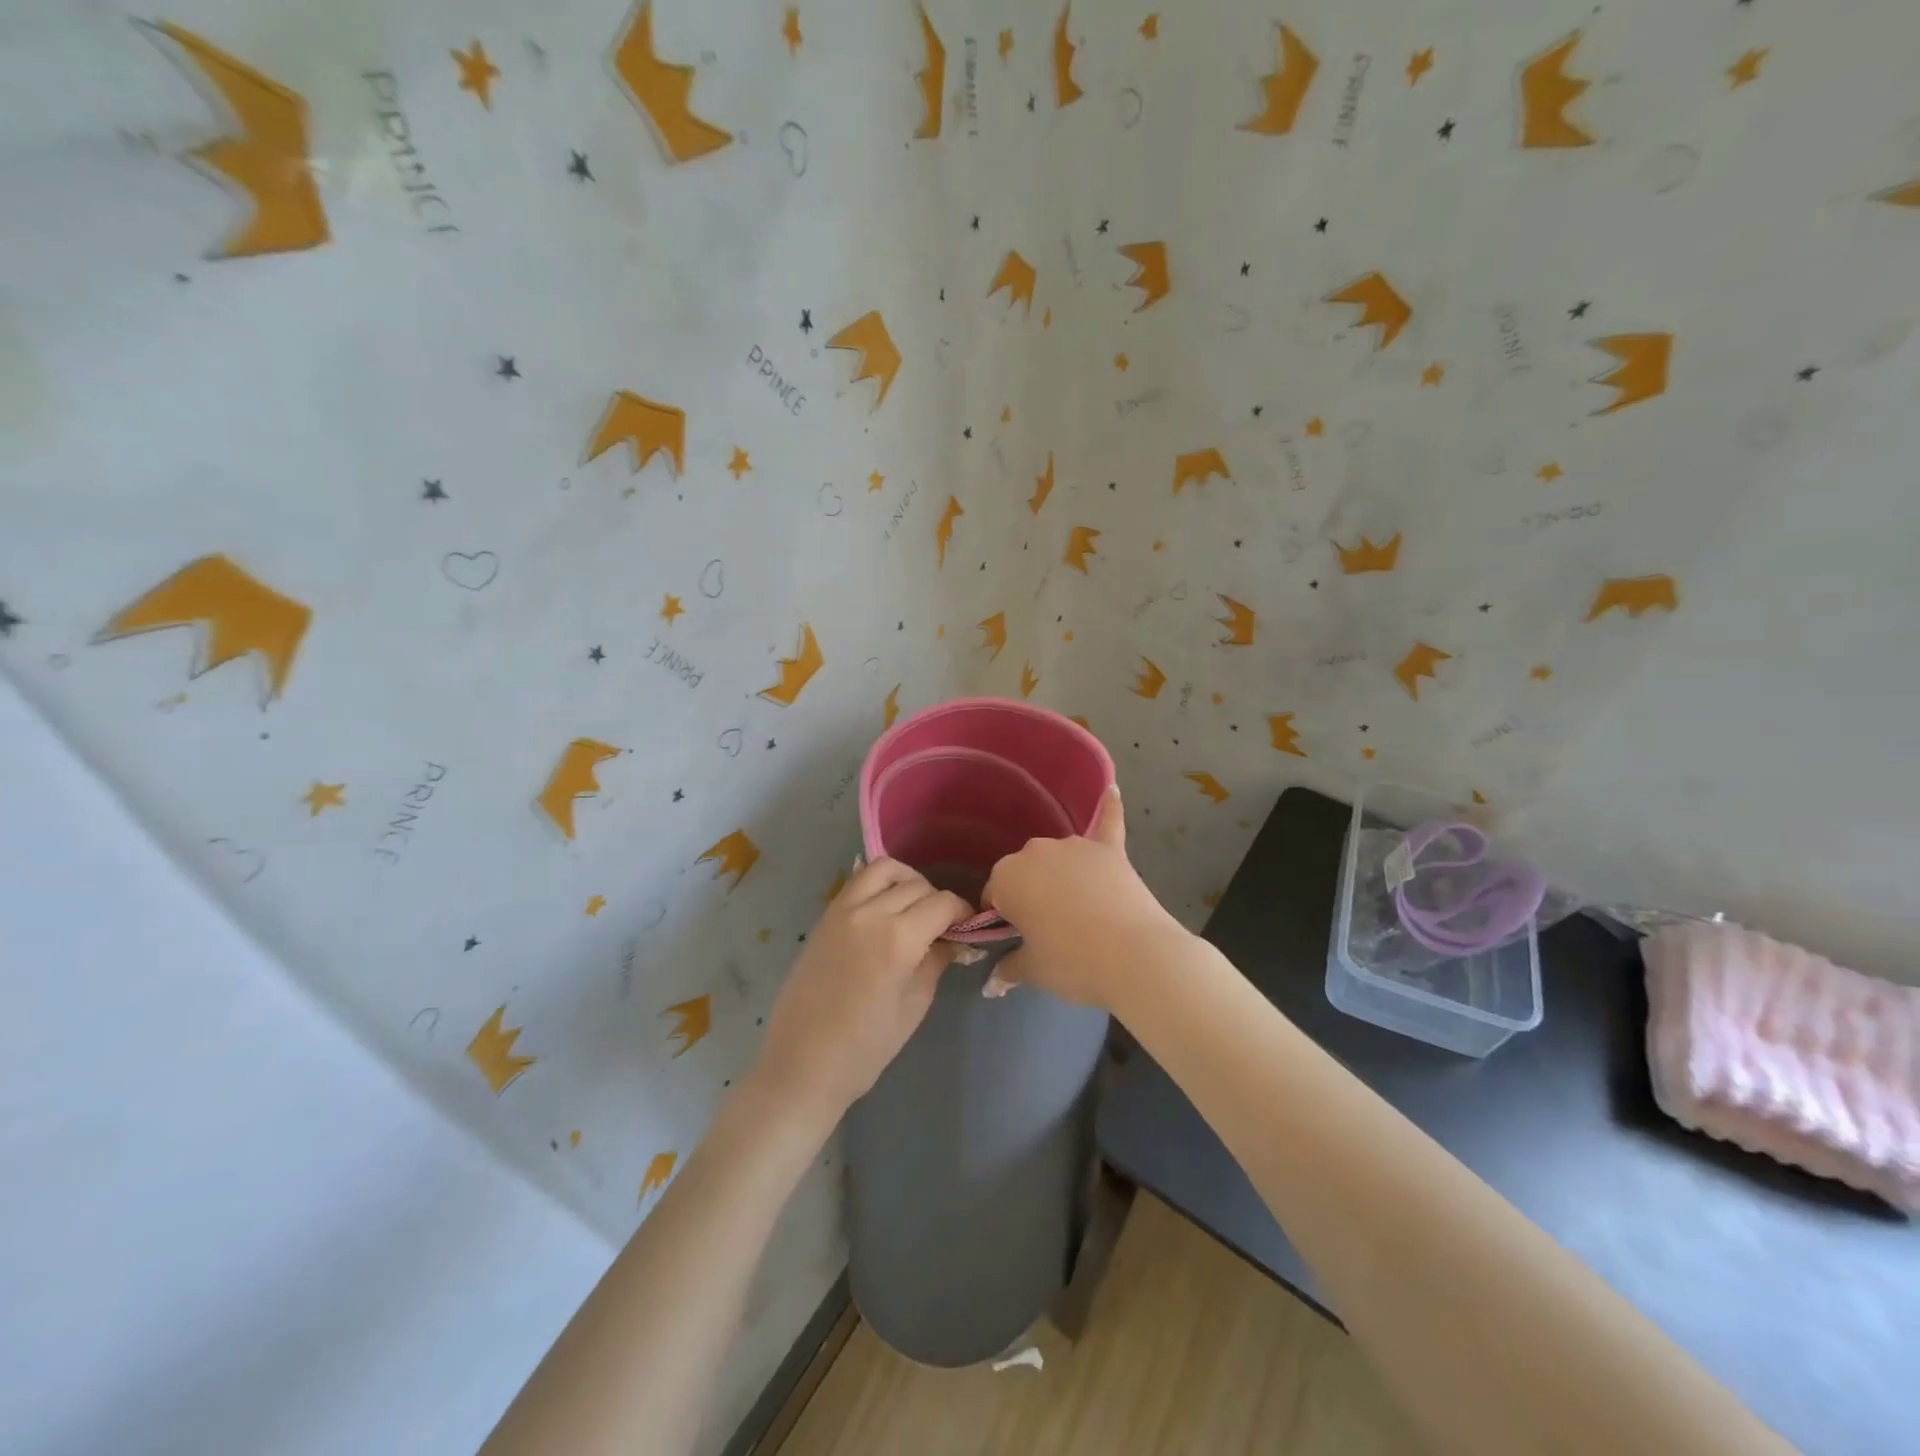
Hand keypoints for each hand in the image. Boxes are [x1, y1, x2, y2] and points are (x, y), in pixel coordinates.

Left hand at [752, 858, 971, 1125]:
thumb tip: (954, 940)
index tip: (968, 926)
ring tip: (914, 907)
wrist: (801, 1064)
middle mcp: (870, 913)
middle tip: (944, 925)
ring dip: (906, 880)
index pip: (942, 903)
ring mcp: (842, 910)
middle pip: (916, 884)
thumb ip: (936, 962)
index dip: (962, 911)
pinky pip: (857, 882)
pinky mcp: (824, 916)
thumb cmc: (865, 1048)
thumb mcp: (914, 1006)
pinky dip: (878, 884)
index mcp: (898, 939)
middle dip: (937, 899)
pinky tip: (886, 909)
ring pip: (883, 869)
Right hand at [981, 785, 1188, 1007]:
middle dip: (1030, 894)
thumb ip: (1009, 967)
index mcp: (1007, 877)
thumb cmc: (1073, 963)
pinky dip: (1109, 809)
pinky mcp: (1111, 850)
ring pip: (1058, 858)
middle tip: (1047, 930)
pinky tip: (1112, 789)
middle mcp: (1036, 851)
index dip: (1003, 918)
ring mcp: (1076, 846)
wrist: (1136, 957)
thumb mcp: (1033, 971)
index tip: (1016, 938)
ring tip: (1078, 909)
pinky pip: (1107, 822)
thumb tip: (993, 981)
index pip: (995, 894)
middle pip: (1025, 872)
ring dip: (1060, 875)